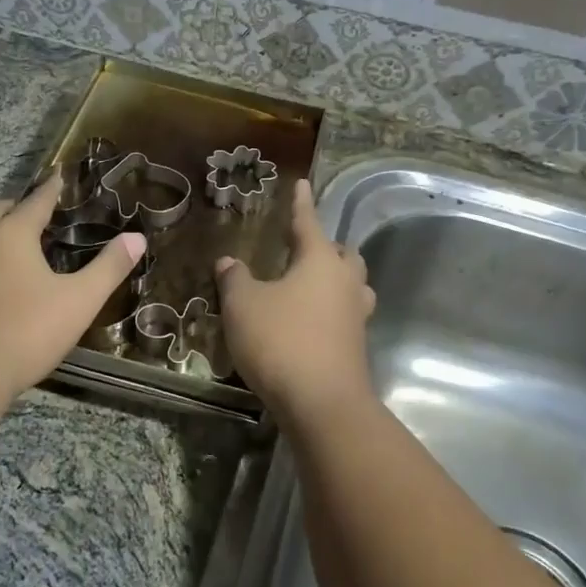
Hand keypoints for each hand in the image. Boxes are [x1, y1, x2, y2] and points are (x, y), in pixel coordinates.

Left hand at [0, 172, 143, 400]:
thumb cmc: (23, 332)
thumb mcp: (78, 302)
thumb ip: (109, 268)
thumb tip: (137, 237)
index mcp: (12, 233)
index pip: (37, 201)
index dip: (51, 189)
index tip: (57, 176)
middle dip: (16, 210)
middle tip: (31, 217)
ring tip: (1, 247)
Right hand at [214, 178, 375, 421]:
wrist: (322, 403)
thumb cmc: (280, 341)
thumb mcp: (243, 305)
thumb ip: (234, 279)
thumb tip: (228, 261)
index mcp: (319, 261)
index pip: (308, 222)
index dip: (301, 203)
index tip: (302, 183)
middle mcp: (344, 282)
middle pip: (343, 254)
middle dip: (325, 246)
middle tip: (304, 246)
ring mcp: (356, 315)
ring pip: (352, 284)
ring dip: (336, 278)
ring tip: (313, 283)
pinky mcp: (357, 345)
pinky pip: (346, 314)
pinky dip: (332, 309)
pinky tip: (312, 320)